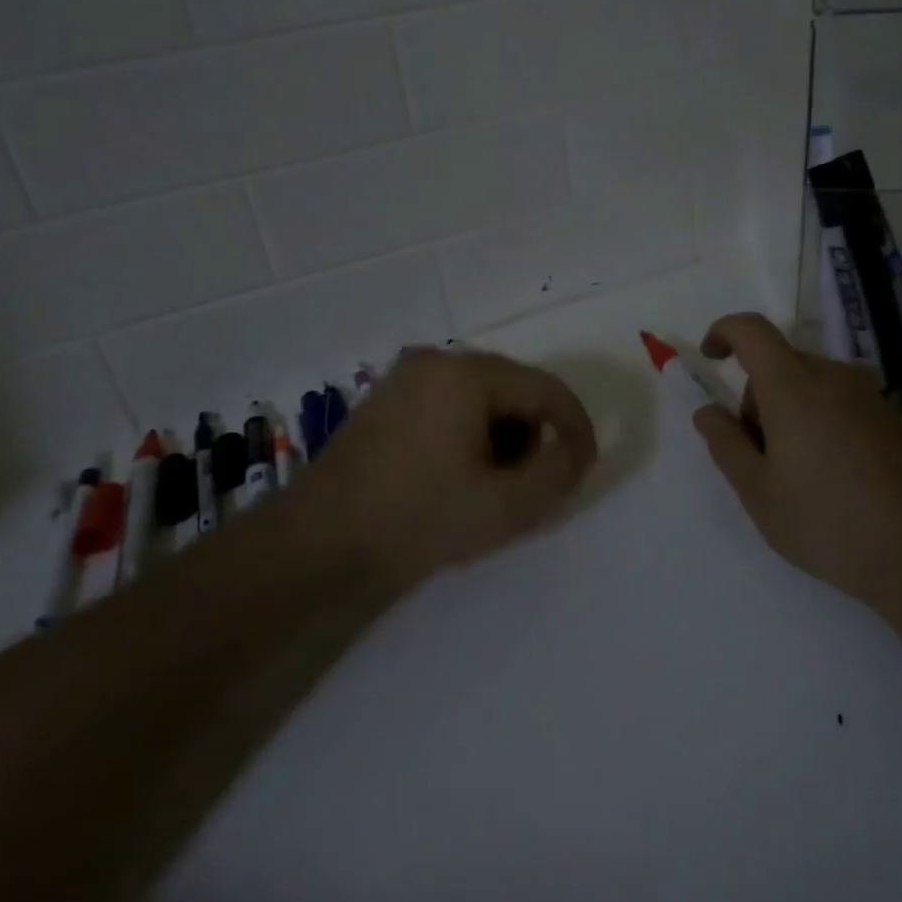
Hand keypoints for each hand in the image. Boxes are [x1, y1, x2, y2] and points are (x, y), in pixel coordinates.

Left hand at [287, 346, 596, 591]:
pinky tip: (457, 474)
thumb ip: (559, 472)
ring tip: (491, 485)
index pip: (546, 389)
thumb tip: (577, 447)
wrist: (317, 543)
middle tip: (530, 485)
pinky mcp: (385, 398)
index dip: (576, 426)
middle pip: (513, 388)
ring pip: (481, 397)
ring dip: (501, 435)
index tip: (585, 466)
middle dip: (533, 434)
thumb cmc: (417, 519)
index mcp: (466, 373)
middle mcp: (436, 359)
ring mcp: (405, 376)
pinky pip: (448, 404)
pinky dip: (469, 433)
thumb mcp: (506, 505)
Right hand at [691, 313, 901, 602]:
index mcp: (793, 387)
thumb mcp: (758, 491)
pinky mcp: (893, 418)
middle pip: (780, 363)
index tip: (711, 359)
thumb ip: (725, 443)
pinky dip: (820, 421)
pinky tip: (833, 477)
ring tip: (796, 473)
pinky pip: (840, 402)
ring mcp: (869, 396)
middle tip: (758, 456)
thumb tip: (708, 411)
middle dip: (756, 396)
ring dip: (789, 411)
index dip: (724, 332)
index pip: (752, 330)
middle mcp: (834, 377)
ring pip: (811, 384)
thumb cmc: (827, 521)